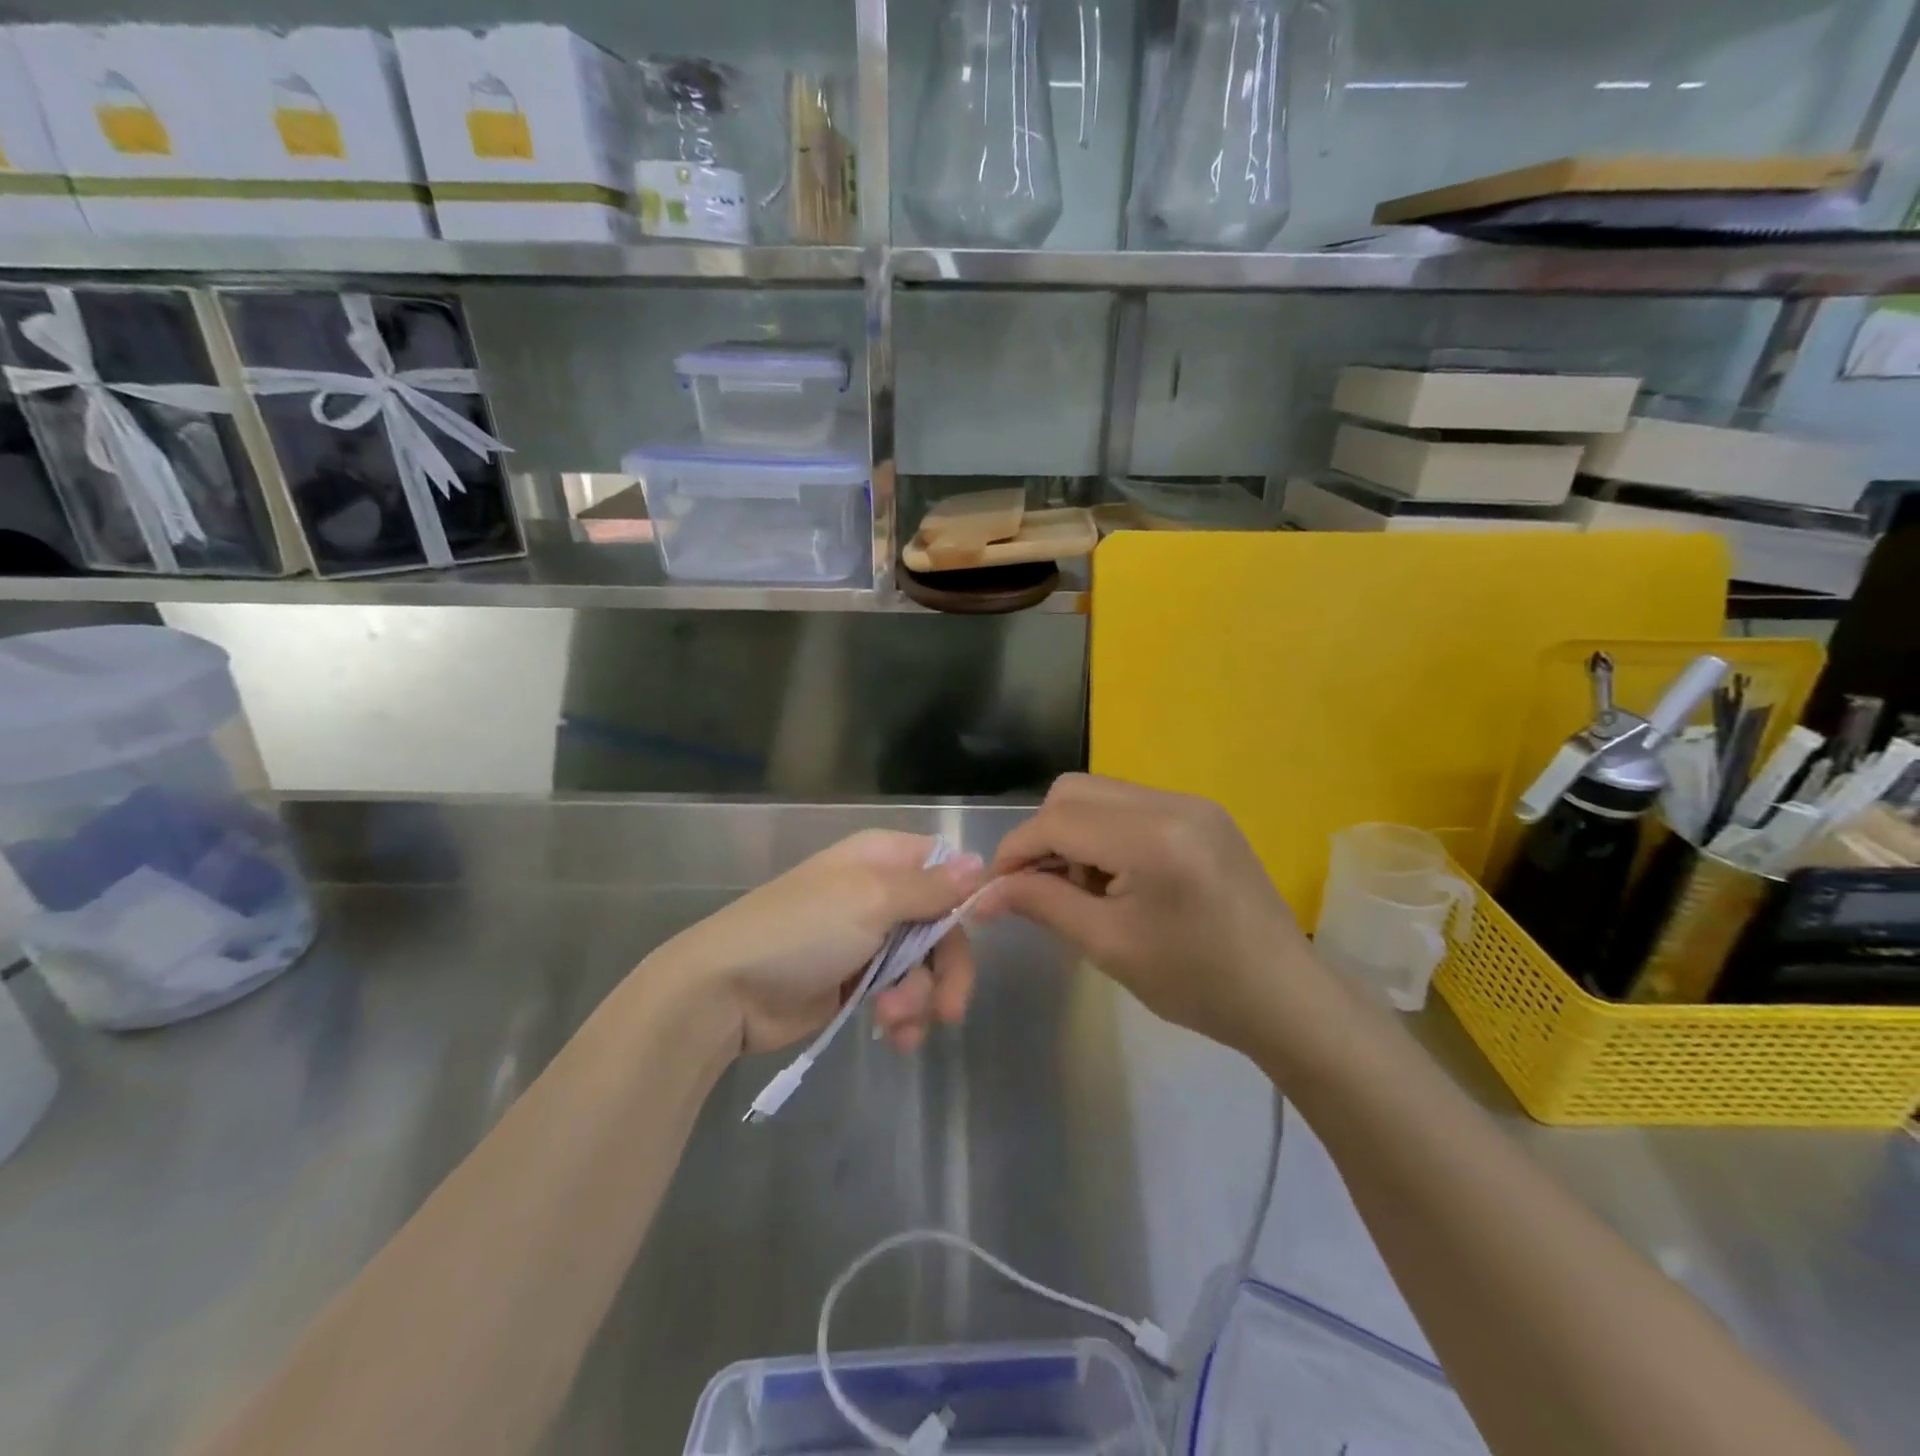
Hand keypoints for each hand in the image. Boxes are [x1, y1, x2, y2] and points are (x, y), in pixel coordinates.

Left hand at [660, 830, 984, 1055]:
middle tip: (949, 1010)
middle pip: (942, 924)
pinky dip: (904, 1016)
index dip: (964, 897)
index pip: (944, 866)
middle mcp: (880, 893)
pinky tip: (895, 1037)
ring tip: (894, 1022)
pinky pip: (901, 994)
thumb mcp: (871, 900)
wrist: (727, 991)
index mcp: (882, 859)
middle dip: (947, 968)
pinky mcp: (857, 982)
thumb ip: (930, 887)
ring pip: (924, 965)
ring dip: (920, 998)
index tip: (978, 929)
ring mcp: (868, 939)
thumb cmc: (802, 931)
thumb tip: (981, 864)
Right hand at [973, 774, 1319, 1052]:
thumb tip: (981, 894)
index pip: (1057, 821)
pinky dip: (1105, 833)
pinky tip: (1117, 878)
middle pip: (1074, 792)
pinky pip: (1131, 805)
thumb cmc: (1196, 983)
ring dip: (1074, 833)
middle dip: (1043, 836)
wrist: (1284, 996)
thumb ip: (1042, 904)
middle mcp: (1172, 803)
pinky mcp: (1203, 813)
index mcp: (1152, 838)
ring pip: (1100, 794)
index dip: (1015, 851)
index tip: (993, 889)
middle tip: (1040, 888)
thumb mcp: (1107, 946)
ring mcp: (1192, 802)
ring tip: (1084, 889)